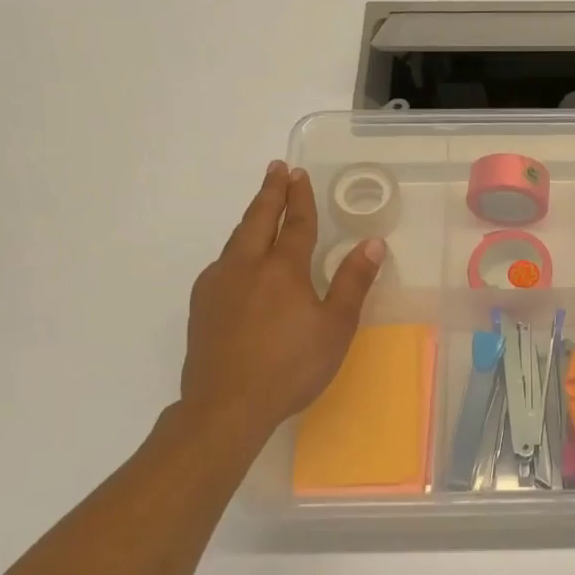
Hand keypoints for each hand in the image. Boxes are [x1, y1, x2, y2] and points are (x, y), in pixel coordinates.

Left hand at [179, 160, 384, 439]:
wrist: (226, 405)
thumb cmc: (291, 366)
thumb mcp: (335, 326)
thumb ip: (353, 282)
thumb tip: (372, 243)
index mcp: (282, 268)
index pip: (296, 223)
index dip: (300, 197)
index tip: (298, 173)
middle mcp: (246, 266)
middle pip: (258, 219)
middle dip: (270, 192)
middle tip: (276, 169)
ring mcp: (217, 284)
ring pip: (236, 239)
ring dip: (252, 218)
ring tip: (261, 208)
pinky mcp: (201, 305)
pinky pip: (222, 263)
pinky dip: (237, 247)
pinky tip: (239, 261)